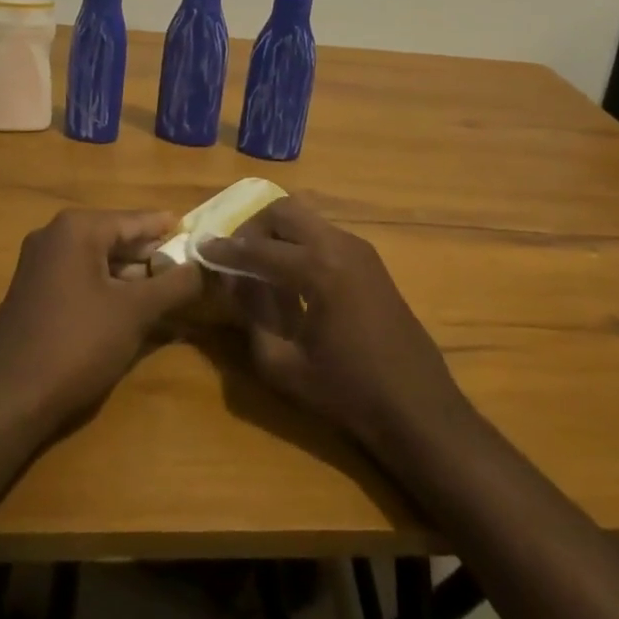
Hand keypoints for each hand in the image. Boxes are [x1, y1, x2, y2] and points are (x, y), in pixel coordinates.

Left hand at [0, 208, 202, 440]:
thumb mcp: (135, 313)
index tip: (197, 236)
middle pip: (115, 237)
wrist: (8, 401)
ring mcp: (37, 263)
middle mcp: (53, 235)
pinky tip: (127, 309)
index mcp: (77, 228)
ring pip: (97, 259)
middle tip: (186, 270)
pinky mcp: (30, 291)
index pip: (136, 220)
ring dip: (129, 274)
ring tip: (164, 291)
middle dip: (150, 255)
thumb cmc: (77, 345)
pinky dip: (105, 286)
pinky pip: (78, 277)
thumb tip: (205, 266)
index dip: (168, 230)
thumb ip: (175, 285)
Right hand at [207, 199, 475, 465]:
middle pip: (284, 212)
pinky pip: (324, 234)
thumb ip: (253, 317)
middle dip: (253, 228)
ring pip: (306, 219)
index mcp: (318, 269)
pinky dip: (300, 242)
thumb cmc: (348, 392)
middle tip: (234, 255)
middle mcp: (339, 245)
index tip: (200, 247)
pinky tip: (291, 275)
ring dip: (278, 233)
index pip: (258, 248)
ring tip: (259, 265)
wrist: (417, 406)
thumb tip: (235, 282)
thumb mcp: (285, 365)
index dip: (225, 250)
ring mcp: (359, 248)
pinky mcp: (370, 259)